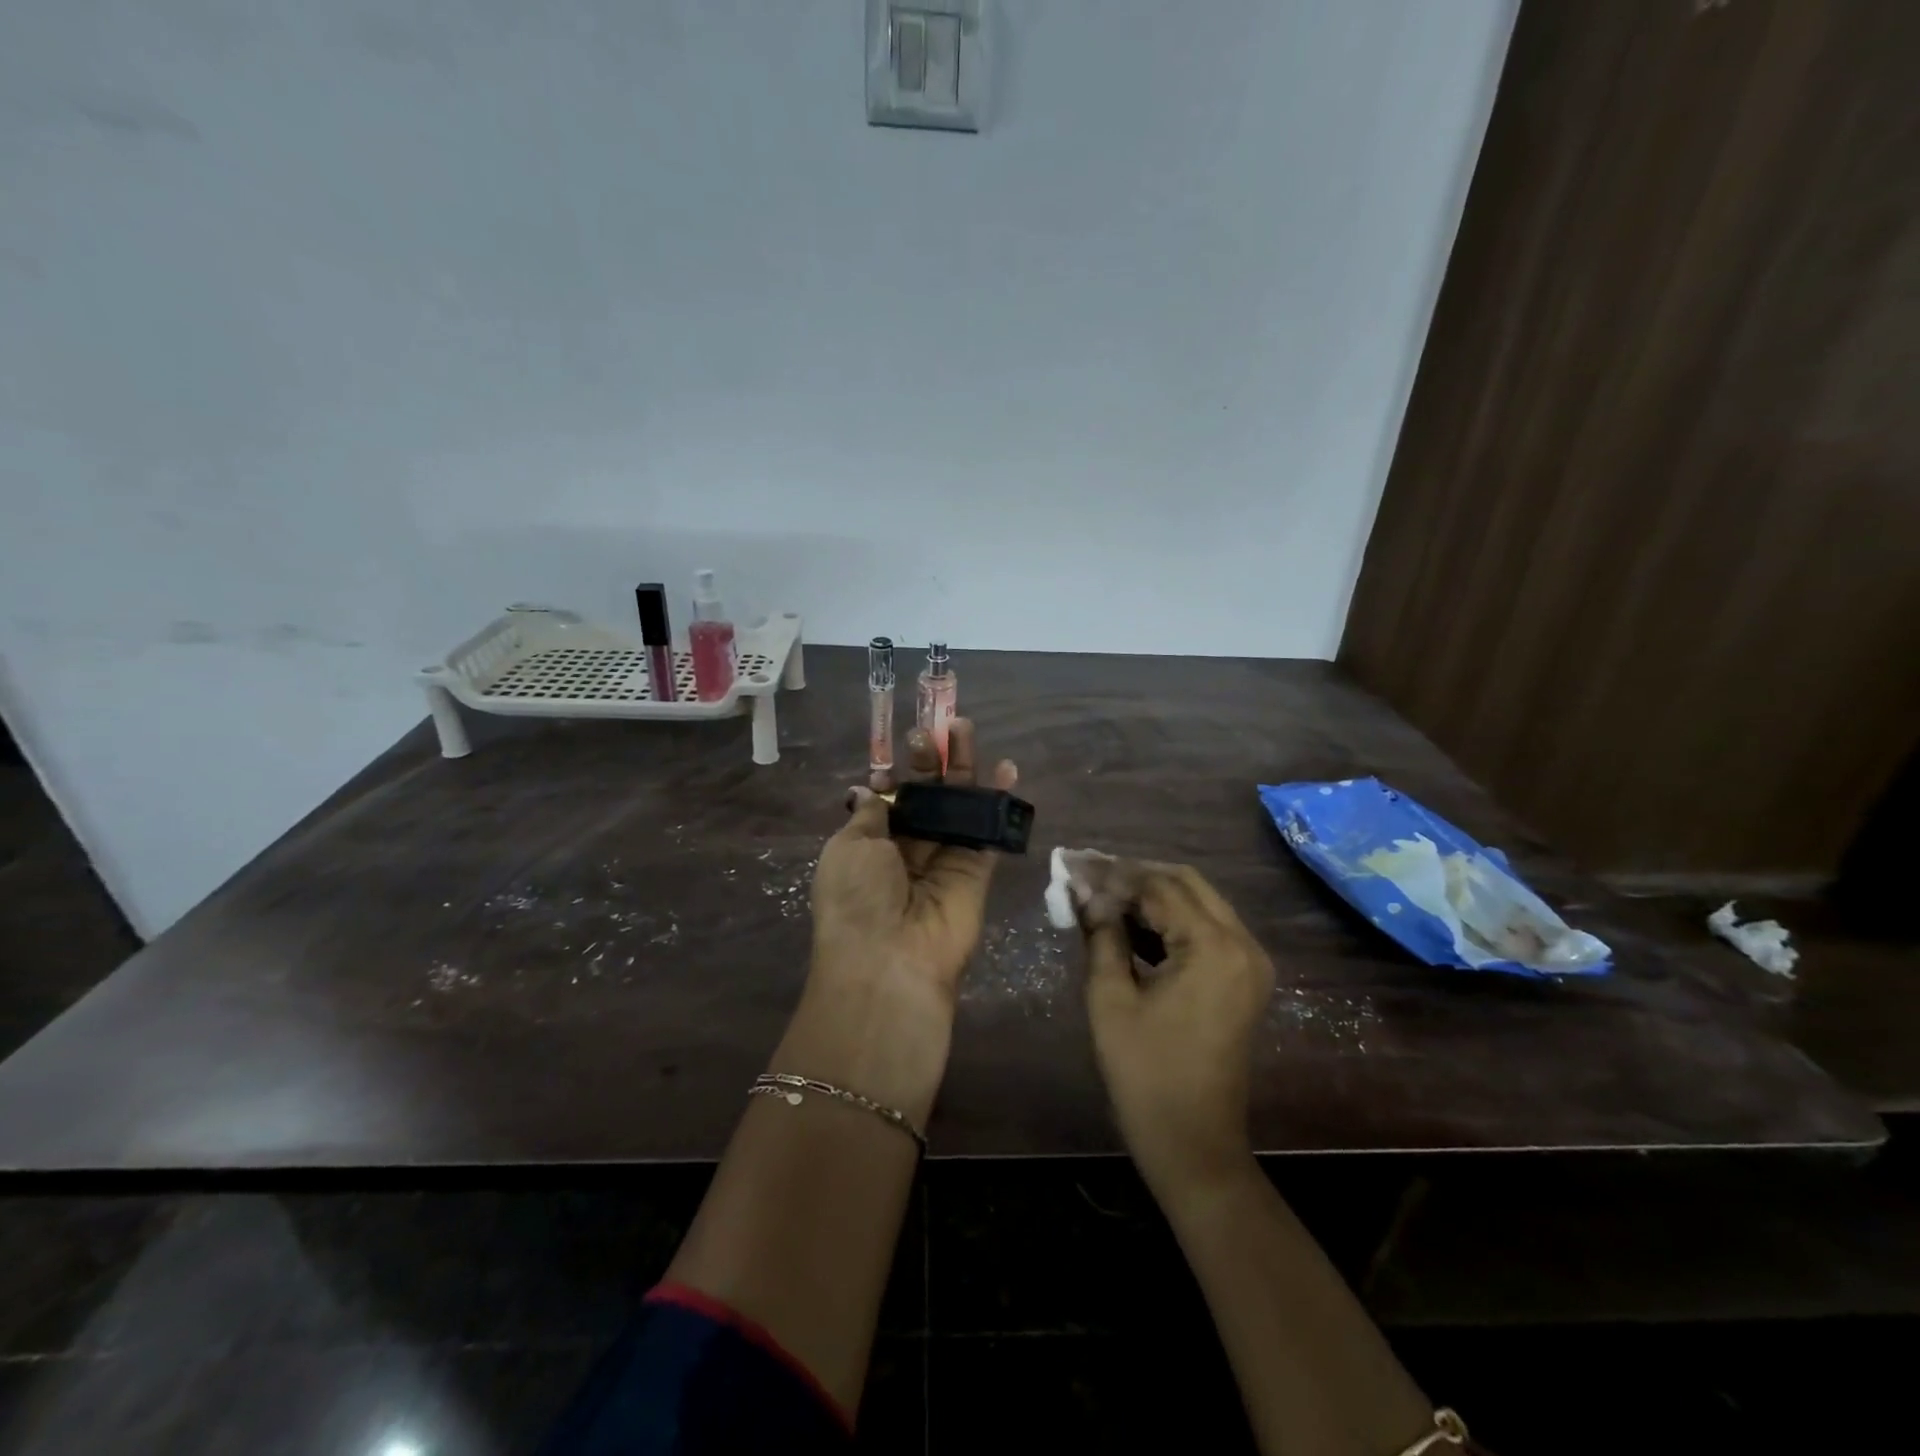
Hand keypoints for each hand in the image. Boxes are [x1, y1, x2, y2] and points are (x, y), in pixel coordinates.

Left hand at [810, 718, 1018, 995]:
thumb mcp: (848, 847)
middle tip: (936, 728)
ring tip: (964, 728)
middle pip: (925, 796)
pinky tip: (1006, 767)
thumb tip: (868, 789)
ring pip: (957, 805)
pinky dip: (998, 800)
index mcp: (870, 844)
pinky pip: (988, 830)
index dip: (894, 771)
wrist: (890, 960)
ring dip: (962, 768)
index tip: (900, 744)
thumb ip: (870, 814)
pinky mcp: (976, 871)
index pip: (888, 798)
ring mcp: (944, 859)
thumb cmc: (857, 897)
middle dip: (929, 761)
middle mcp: (907, 850)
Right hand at [1077, 860, 1274, 1201]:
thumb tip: (1084, 892)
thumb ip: (1101, 934)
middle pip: (1185, 883)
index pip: (1158, 887)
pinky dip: (1170, 918)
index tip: (1072, 865)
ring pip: (1198, 901)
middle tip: (1087, 873)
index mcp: (1214, 948)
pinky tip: (1130, 920)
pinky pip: (1206, 927)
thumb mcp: (1110, 999)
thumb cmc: (1146, 1074)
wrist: (1194, 1143)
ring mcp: (1250, 961)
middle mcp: (1243, 943)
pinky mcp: (1244, 977)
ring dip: (1152, 893)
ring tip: (1101, 891)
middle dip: (1134, 874)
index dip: (1112, 874)